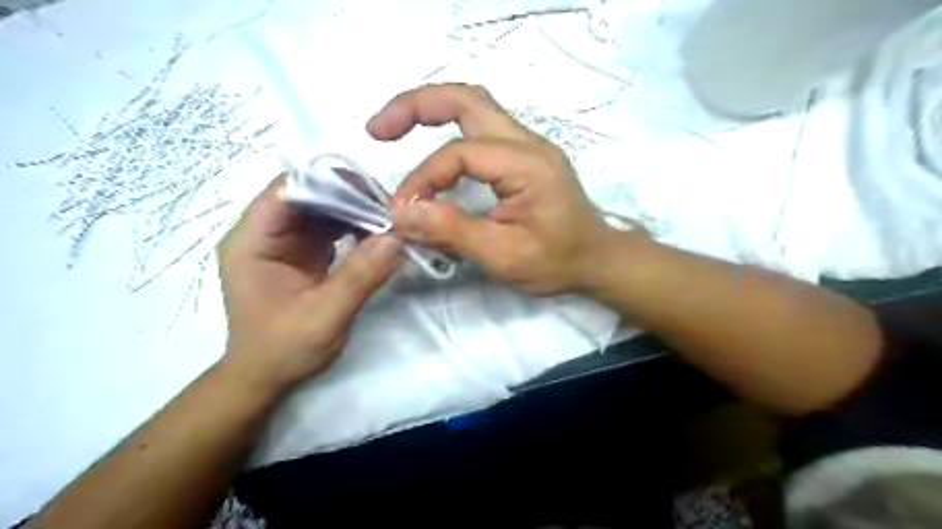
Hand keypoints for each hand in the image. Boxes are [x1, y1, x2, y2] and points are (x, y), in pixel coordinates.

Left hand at [219, 177, 402, 391]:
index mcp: (252, 242)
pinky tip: (376, 234)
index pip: (286, 192)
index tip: (372, 192)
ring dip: (354, 210)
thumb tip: (397, 238)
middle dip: (348, 196)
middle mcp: (265, 234)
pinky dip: (353, 227)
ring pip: (321, 209)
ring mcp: (284, 243)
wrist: (267, 377)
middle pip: (307, 195)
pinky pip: (329, 228)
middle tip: (388, 207)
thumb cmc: (283, 350)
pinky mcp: (302, 254)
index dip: (328, 184)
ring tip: (387, 219)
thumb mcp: (324, 316)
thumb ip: (359, 277)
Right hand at [368, 85, 620, 294]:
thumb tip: (401, 213)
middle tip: (378, 130)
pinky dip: (448, 129)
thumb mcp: (503, 255)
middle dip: (416, 106)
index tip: (403, 211)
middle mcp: (528, 142)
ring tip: (394, 129)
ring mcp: (528, 144)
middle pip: (466, 99)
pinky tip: (432, 148)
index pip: (460, 154)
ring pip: (473, 105)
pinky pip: (480, 128)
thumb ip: (452, 231)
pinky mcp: (524, 155)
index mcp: (527, 164)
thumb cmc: (557, 262)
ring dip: (431, 109)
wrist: (598, 259)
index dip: (424, 179)